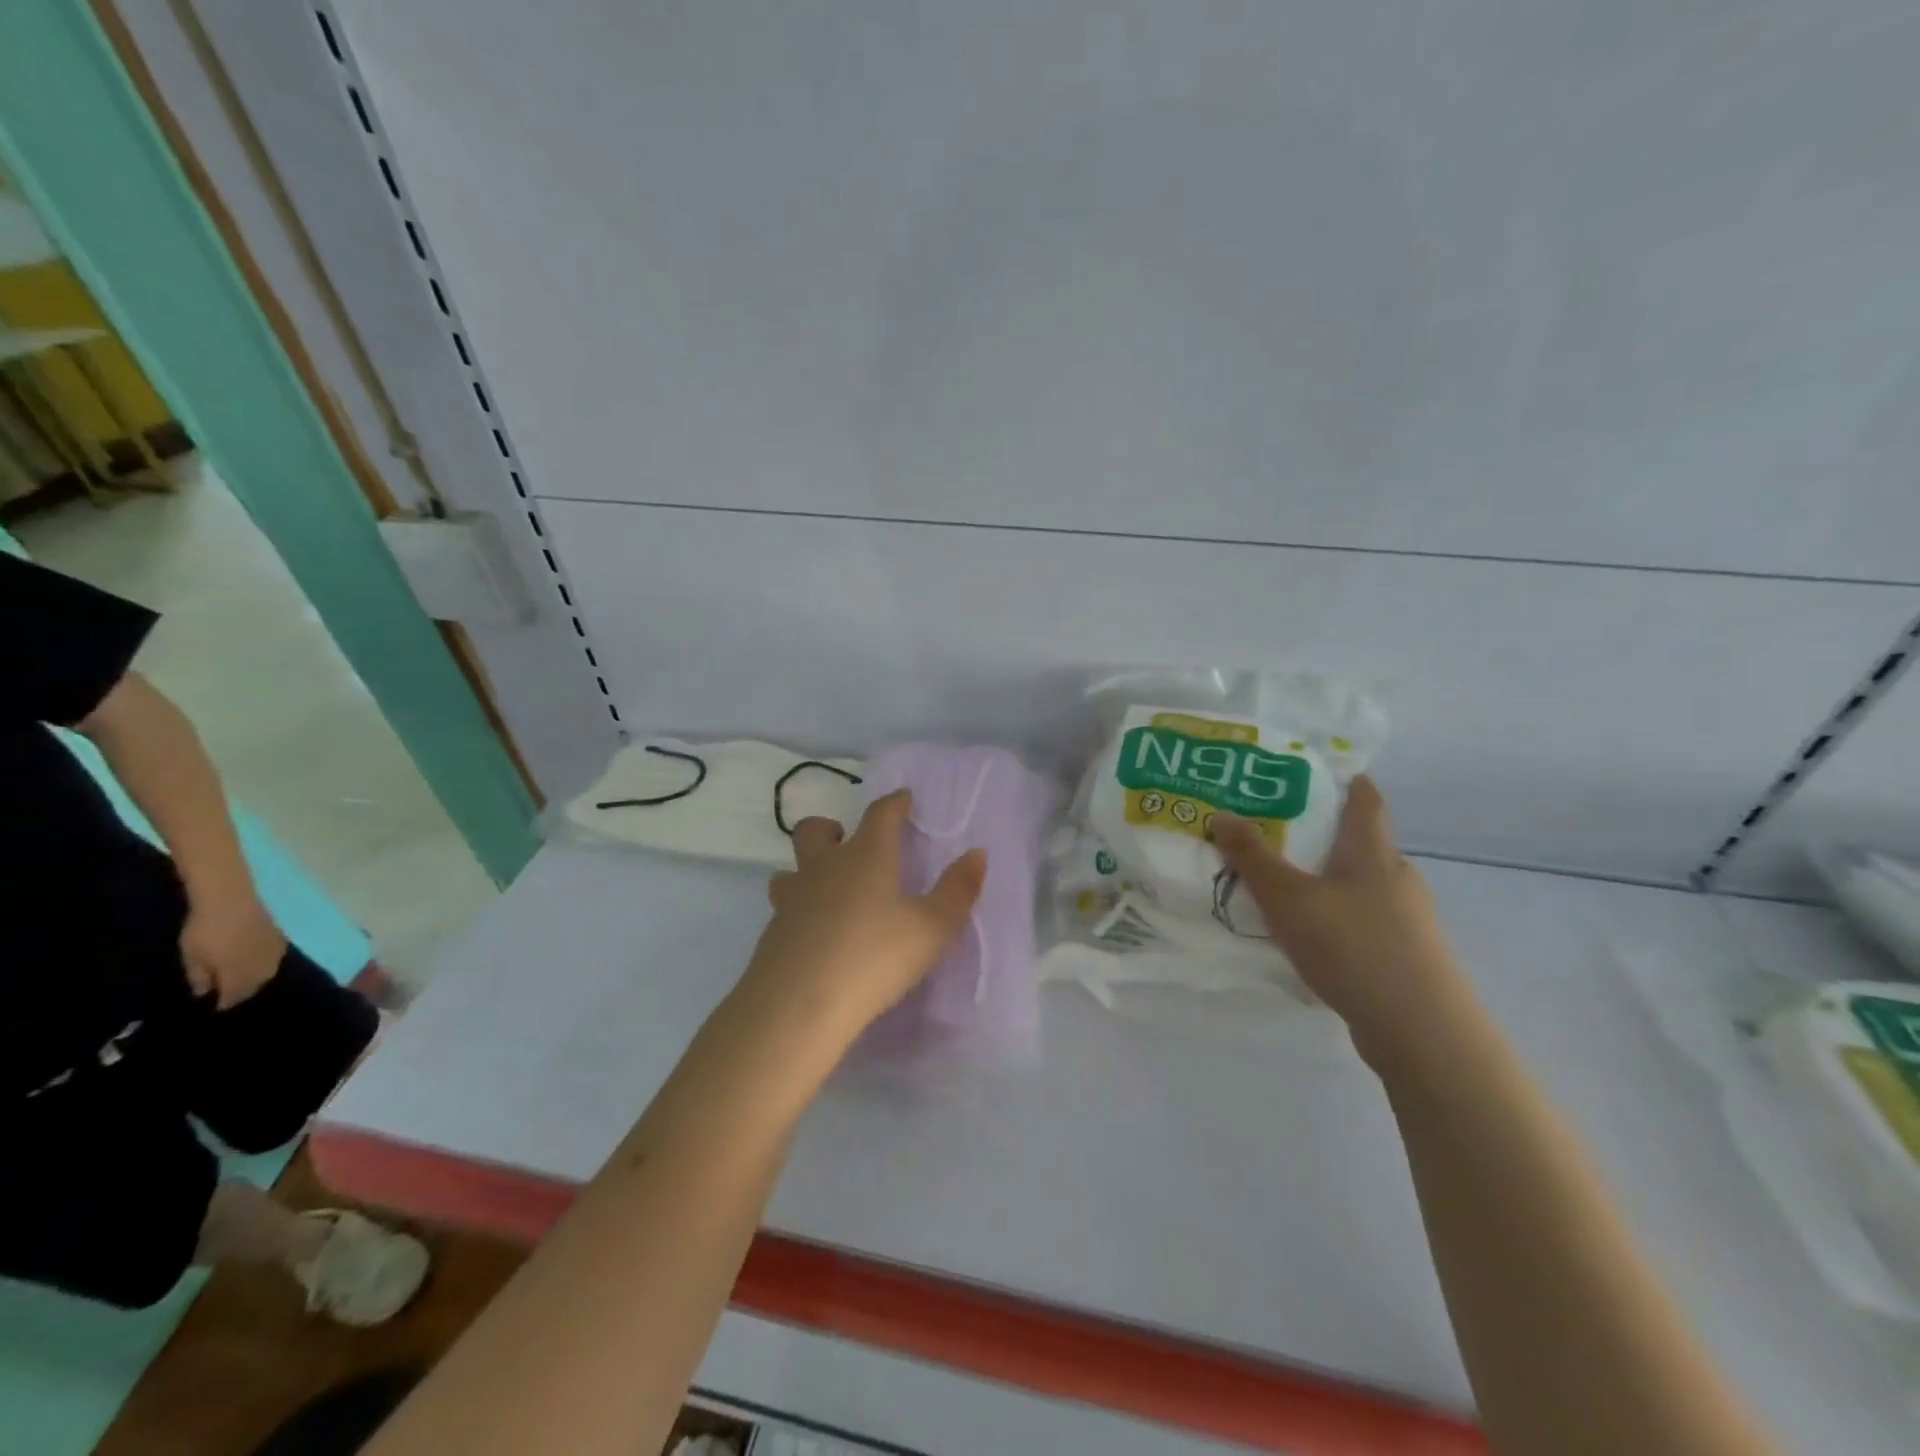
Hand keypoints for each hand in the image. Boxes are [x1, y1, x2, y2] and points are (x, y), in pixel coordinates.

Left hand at [180, 893, 287, 1009]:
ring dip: (256, 979)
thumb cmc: (205, 930)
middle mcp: (260, 965)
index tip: (215, 1005)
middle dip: (243, 991)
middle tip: (229, 993)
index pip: (235, 994)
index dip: (225, 1002)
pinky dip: (267, 964)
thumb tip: (205, 992)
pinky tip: (259, 960)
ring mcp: (272, 950)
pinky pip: (275, 957)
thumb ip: (199, 976)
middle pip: (255, 985)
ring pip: (268, 972)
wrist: (230, 899)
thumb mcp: (191, 955)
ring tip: (244, 978)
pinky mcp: (278, 937)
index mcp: (238, 972)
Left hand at [736, 789, 986, 1048]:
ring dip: (806, 871)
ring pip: (790, 870)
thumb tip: (977, 853)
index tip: (902, 798)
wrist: (799, 1005)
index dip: (894, 803)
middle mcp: (824, 867)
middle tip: (846, 842)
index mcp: (866, 856)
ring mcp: (792, 899)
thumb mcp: (931, 929)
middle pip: (814, 830)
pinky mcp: (772, 934)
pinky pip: (784, 908)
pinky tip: (815, 936)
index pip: (880, 814)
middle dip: (830, 829)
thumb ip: (957, 890)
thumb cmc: (874, 957)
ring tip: (827, 890)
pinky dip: (799, 911)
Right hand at [1210, 776, 1475, 1070]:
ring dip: (1330, 882)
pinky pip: (1366, 922)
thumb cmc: (1352, 946)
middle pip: (1363, 844)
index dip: (1347, 781)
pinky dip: (1339, 918)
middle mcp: (1398, 878)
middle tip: (1279, 833)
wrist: (1421, 1030)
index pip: (1366, 800)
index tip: (1317, 771)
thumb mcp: (1288, 898)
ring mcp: (1409, 920)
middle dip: (1326, 836)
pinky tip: (1312, 938)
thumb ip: (1252, 857)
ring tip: (1287, 890)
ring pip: (1363, 886)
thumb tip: (1221, 814)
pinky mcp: (1408, 956)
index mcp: (1374, 853)